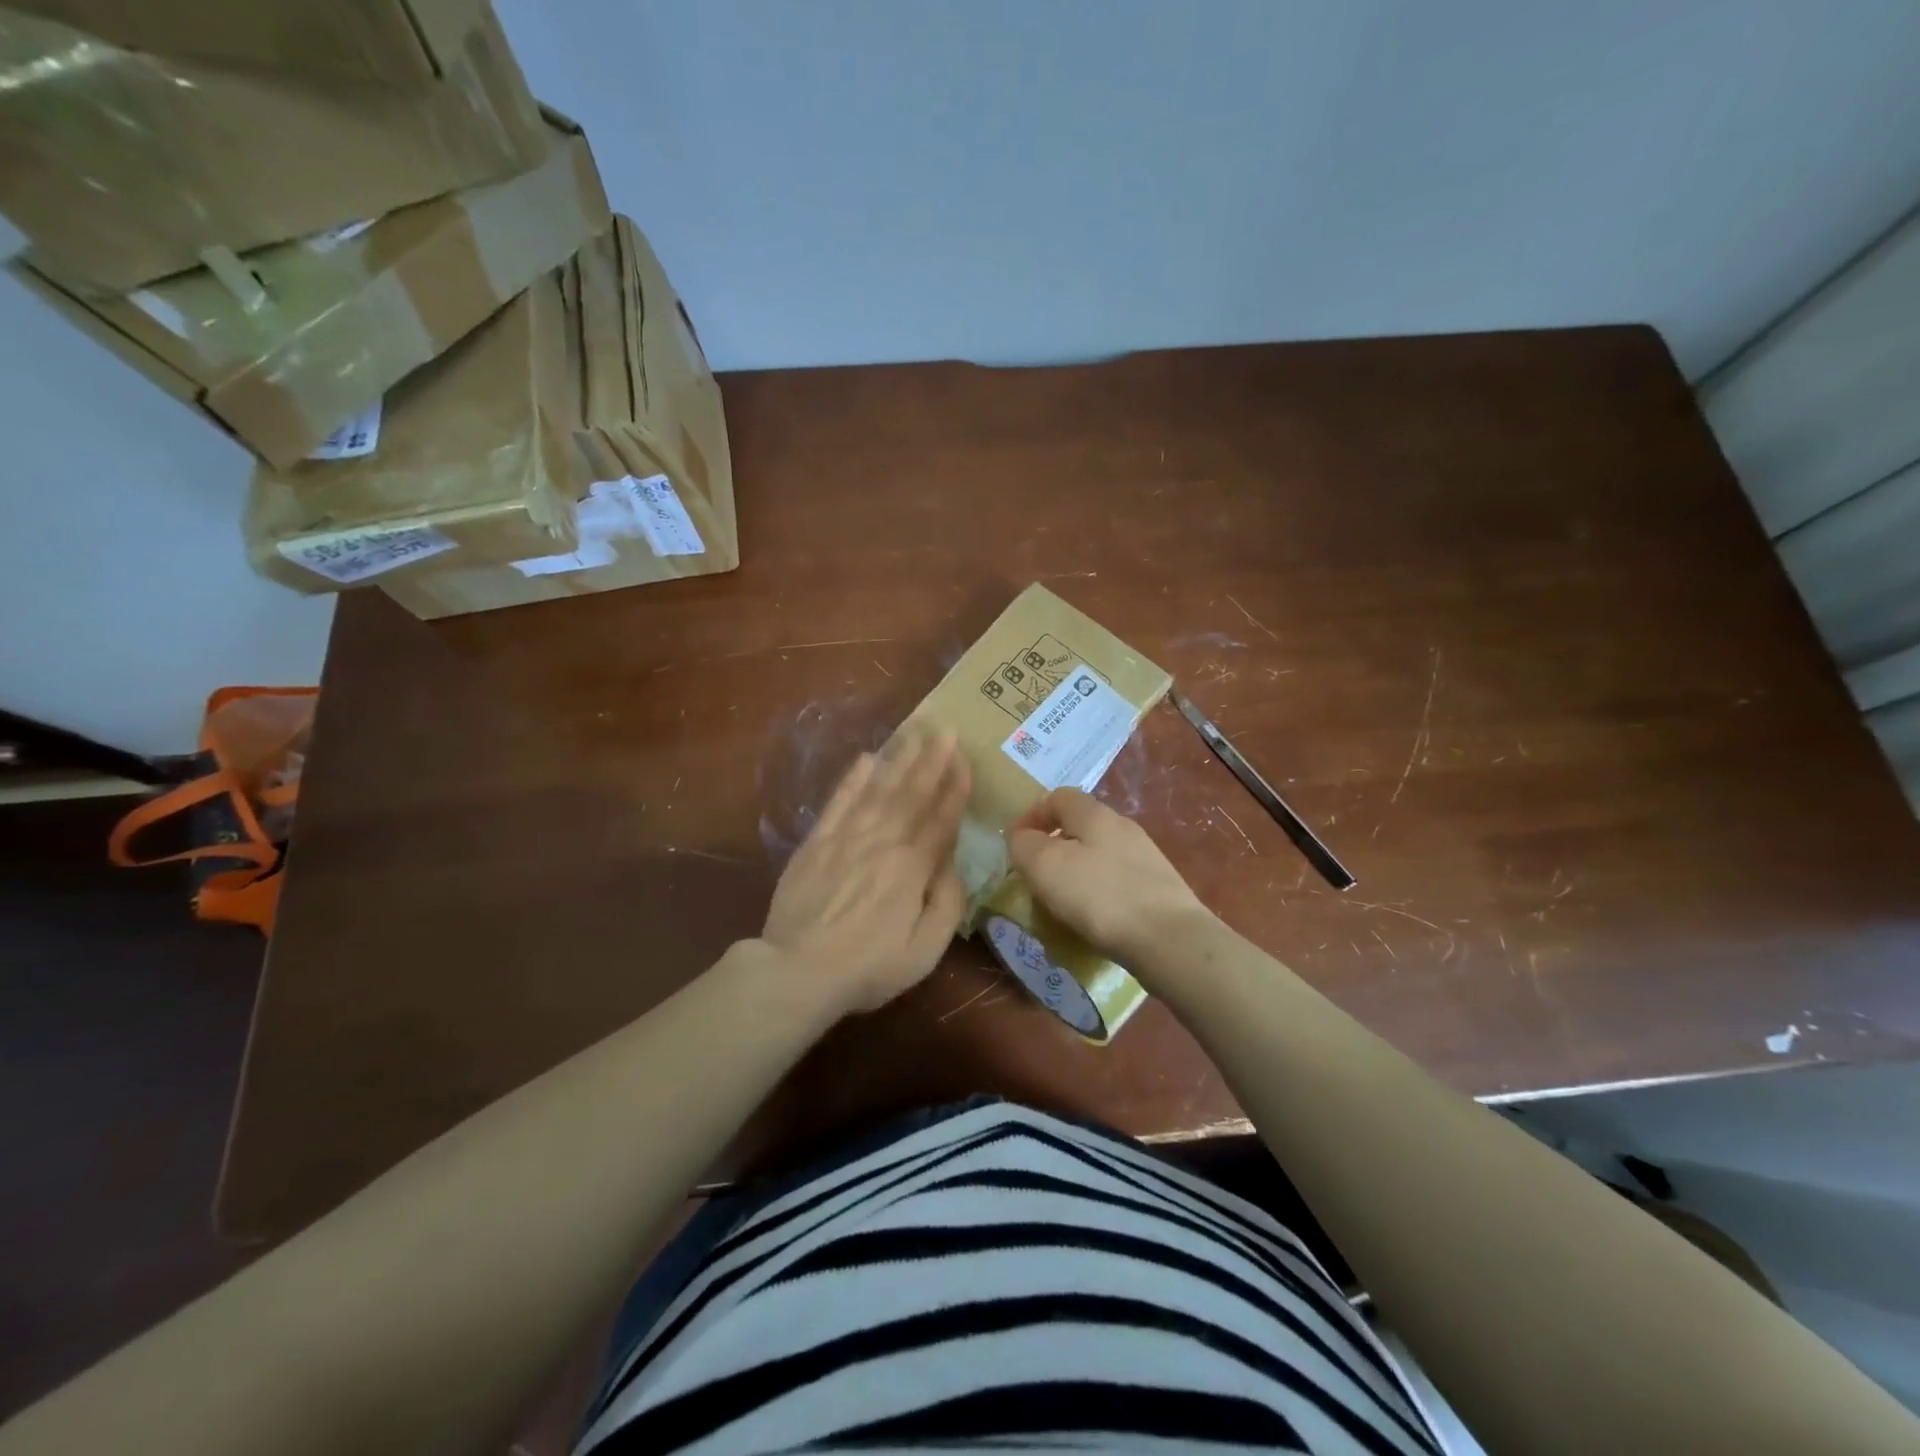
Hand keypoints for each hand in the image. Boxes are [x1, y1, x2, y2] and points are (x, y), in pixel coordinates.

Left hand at [759, 729, 970, 1015]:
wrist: (797, 971)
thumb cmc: (868, 967)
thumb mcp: (925, 951)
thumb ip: (947, 904)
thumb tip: (953, 865)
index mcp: (912, 868)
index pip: (940, 819)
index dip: (954, 787)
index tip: (965, 759)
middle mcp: (882, 842)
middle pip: (911, 794)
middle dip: (931, 760)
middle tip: (945, 729)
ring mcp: (846, 838)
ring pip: (879, 789)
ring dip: (899, 759)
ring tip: (914, 732)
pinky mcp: (817, 842)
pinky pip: (839, 801)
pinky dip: (853, 778)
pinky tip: (866, 758)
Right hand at [1010, 787, 1208, 962]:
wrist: (1170, 939)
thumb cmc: (1100, 896)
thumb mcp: (1045, 866)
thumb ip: (1024, 845)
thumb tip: (1022, 838)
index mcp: (1094, 813)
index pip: (1057, 796)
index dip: (1032, 815)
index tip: (1017, 845)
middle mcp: (1122, 826)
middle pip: (1079, 825)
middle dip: (1054, 847)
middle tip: (1037, 877)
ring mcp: (1145, 856)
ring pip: (1099, 854)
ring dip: (1076, 872)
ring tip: (1063, 903)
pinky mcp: (1158, 887)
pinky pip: (1117, 881)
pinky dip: (1099, 893)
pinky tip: (1095, 919)